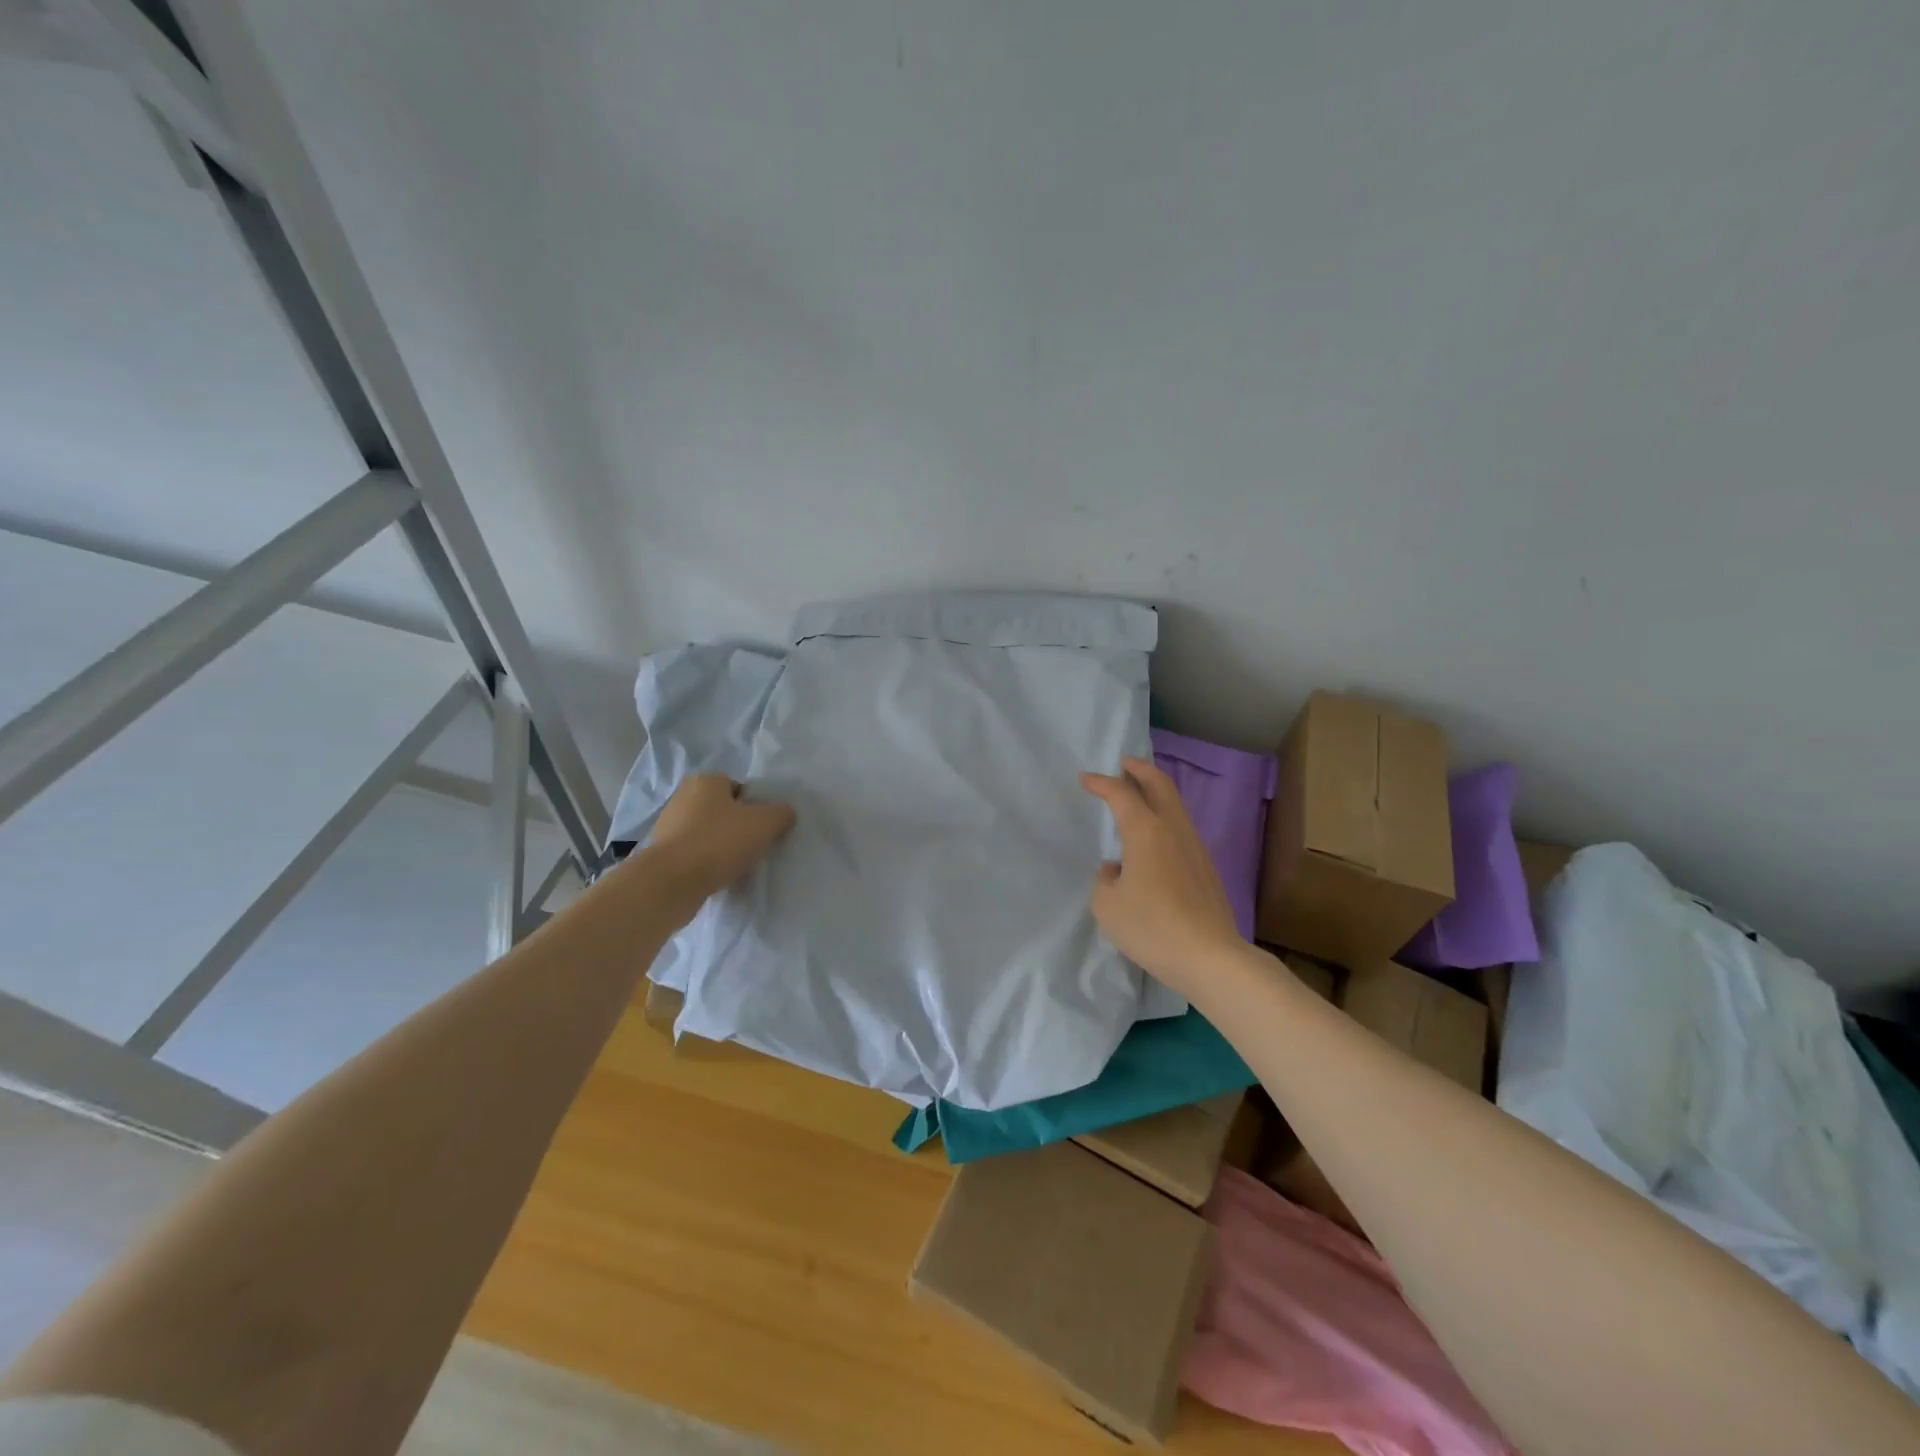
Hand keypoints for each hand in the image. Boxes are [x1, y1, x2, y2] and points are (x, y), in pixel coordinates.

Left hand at [644, 774, 795, 925]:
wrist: (670, 883)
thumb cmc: (719, 843)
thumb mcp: (764, 823)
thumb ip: (781, 814)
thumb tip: (784, 814)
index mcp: (705, 780)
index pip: (739, 788)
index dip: (755, 807)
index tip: (762, 828)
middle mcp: (683, 797)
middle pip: (723, 810)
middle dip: (738, 827)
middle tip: (754, 846)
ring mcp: (669, 826)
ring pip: (708, 833)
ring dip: (722, 847)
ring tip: (736, 865)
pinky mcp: (662, 854)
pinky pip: (694, 854)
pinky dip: (707, 863)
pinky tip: (718, 876)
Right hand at [1080, 756, 1244, 1000]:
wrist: (1210, 957)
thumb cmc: (1151, 926)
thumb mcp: (1107, 905)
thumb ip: (1105, 879)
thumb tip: (1117, 869)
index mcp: (1146, 830)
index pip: (1121, 794)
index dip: (1101, 782)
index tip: (1085, 778)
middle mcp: (1174, 830)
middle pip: (1160, 785)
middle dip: (1140, 770)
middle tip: (1124, 763)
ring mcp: (1195, 848)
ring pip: (1176, 806)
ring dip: (1156, 793)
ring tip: (1139, 796)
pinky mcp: (1206, 868)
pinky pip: (1181, 829)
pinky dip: (1165, 818)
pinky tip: (1154, 838)